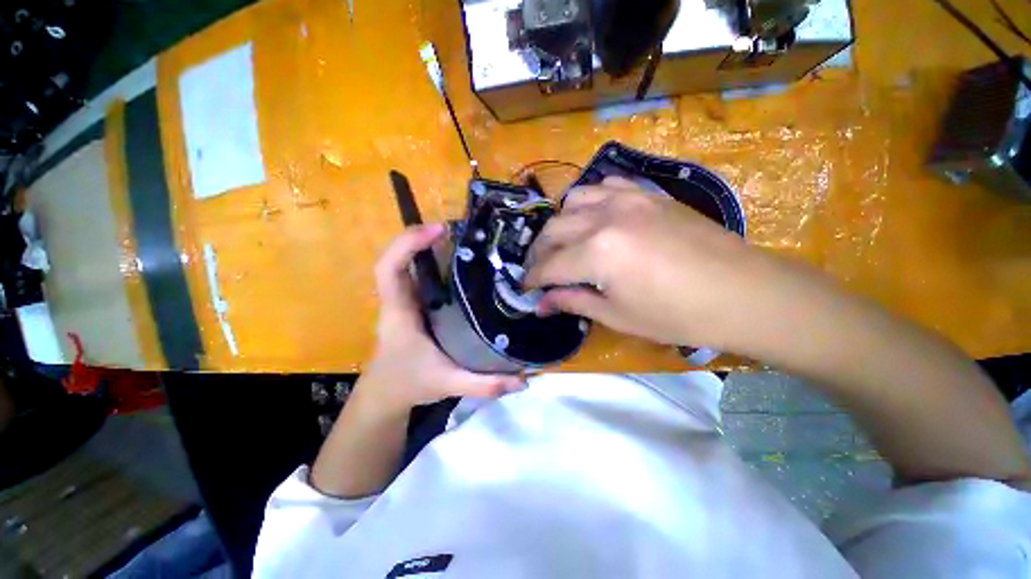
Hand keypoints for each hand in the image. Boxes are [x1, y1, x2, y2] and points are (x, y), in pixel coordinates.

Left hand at [356, 224, 521, 416]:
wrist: (386, 393)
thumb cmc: (409, 384)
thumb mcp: (448, 383)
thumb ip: (484, 384)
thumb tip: (524, 380)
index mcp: (400, 313)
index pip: (389, 269)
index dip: (407, 244)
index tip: (438, 230)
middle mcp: (400, 300)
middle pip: (400, 258)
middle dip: (423, 238)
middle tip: (460, 231)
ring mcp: (407, 300)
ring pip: (412, 264)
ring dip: (431, 247)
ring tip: (465, 241)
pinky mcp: (416, 303)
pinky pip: (423, 276)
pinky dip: (438, 262)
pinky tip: (463, 264)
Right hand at [525, 177, 764, 348]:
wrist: (743, 292)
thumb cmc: (677, 315)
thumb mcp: (617, 315)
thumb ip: (573, 303)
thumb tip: (541, 304)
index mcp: (596, 253)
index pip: (548, 266)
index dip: (532, 279)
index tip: (524, 288)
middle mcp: (604, 218)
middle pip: (553, 230)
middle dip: (539, 253)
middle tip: (539, 271)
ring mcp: (627, 199)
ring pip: (573, 200)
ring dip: (560, 224)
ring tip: (563, 243)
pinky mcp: (647, 194)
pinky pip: (605, 186)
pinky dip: (589, 201)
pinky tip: (594, 218)